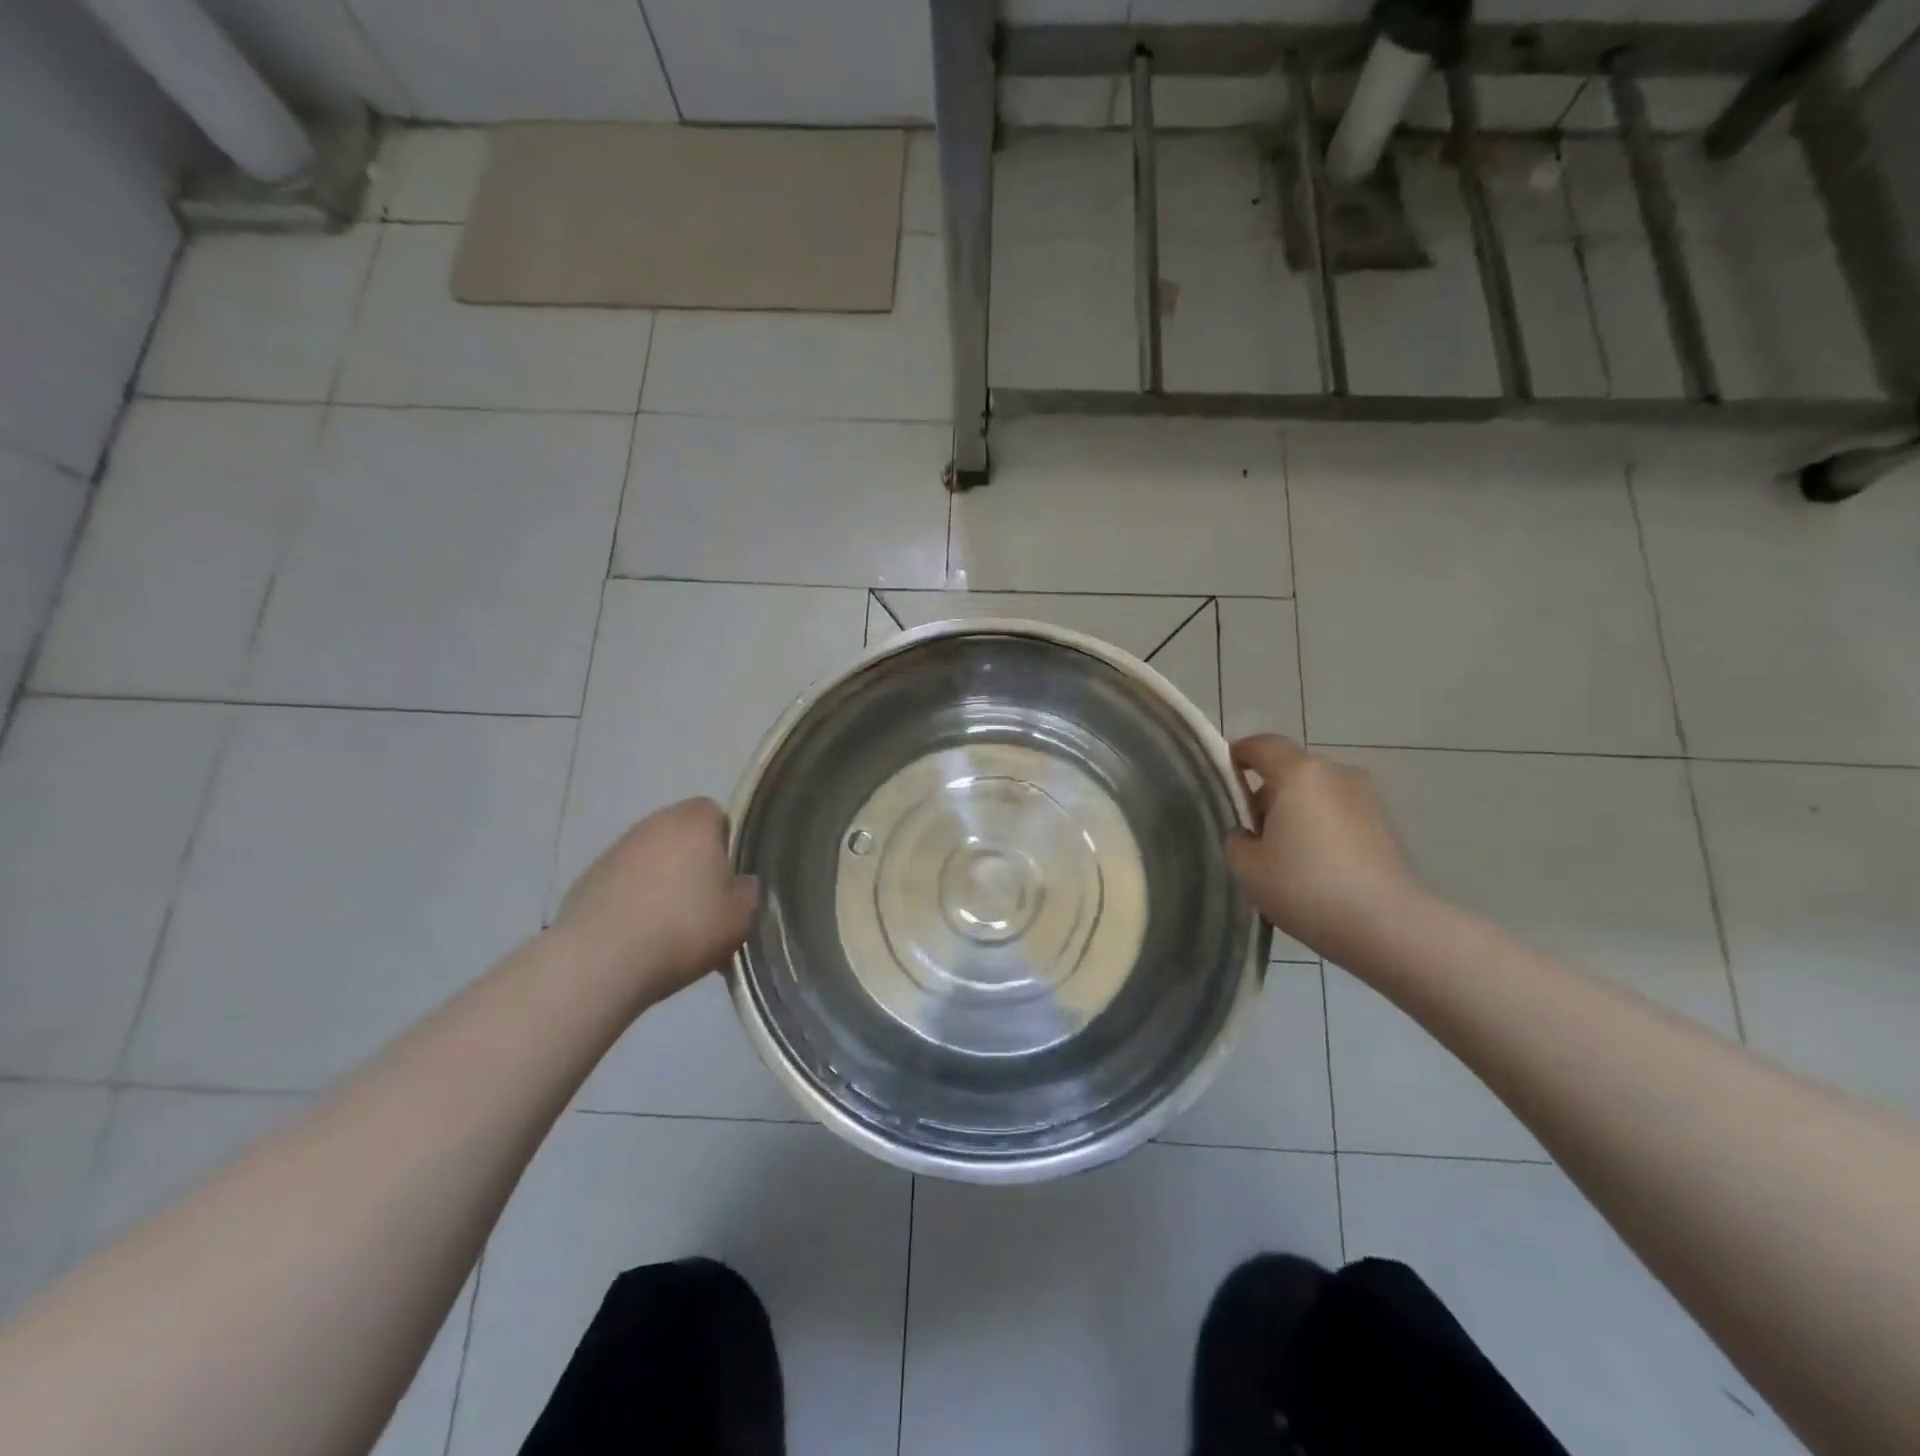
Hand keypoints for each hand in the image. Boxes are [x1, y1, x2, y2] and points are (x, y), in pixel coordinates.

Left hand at [552, 799, 758, 1004]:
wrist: (599, 962)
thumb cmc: (684, 928)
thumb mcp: (740, 917)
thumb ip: (747, 892)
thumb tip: (740, 884)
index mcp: (694, 821)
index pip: (715, 814)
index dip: (725, 844)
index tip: (728, 880)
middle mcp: (653, 824)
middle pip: (681, 837)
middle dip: (692, 865)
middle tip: (704, 907)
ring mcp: (614, 851)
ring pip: (650, 861)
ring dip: (661, 885)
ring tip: (669, 930)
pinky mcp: (585, 881)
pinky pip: (623, 886)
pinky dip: (632, 904)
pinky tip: (638, 940)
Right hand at [1225, 735, 1422, 957]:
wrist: (1387, 927)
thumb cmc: (1306, 888)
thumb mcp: (1247, 867)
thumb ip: (1237, 839)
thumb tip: (1249, 833)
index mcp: (1299, 774)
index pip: (1261, 745)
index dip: (1238, 755)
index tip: (1223, 778)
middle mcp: (1337, 773)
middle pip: (1291, 770)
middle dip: (1268, 792)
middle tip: (1251, 831)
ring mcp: (1367, 798)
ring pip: (1317, 793)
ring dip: (1297, 811)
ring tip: (1284, 854)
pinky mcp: (1386, 825)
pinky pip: (1340, 813)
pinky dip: (1322, 828)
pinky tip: (1315, 866)